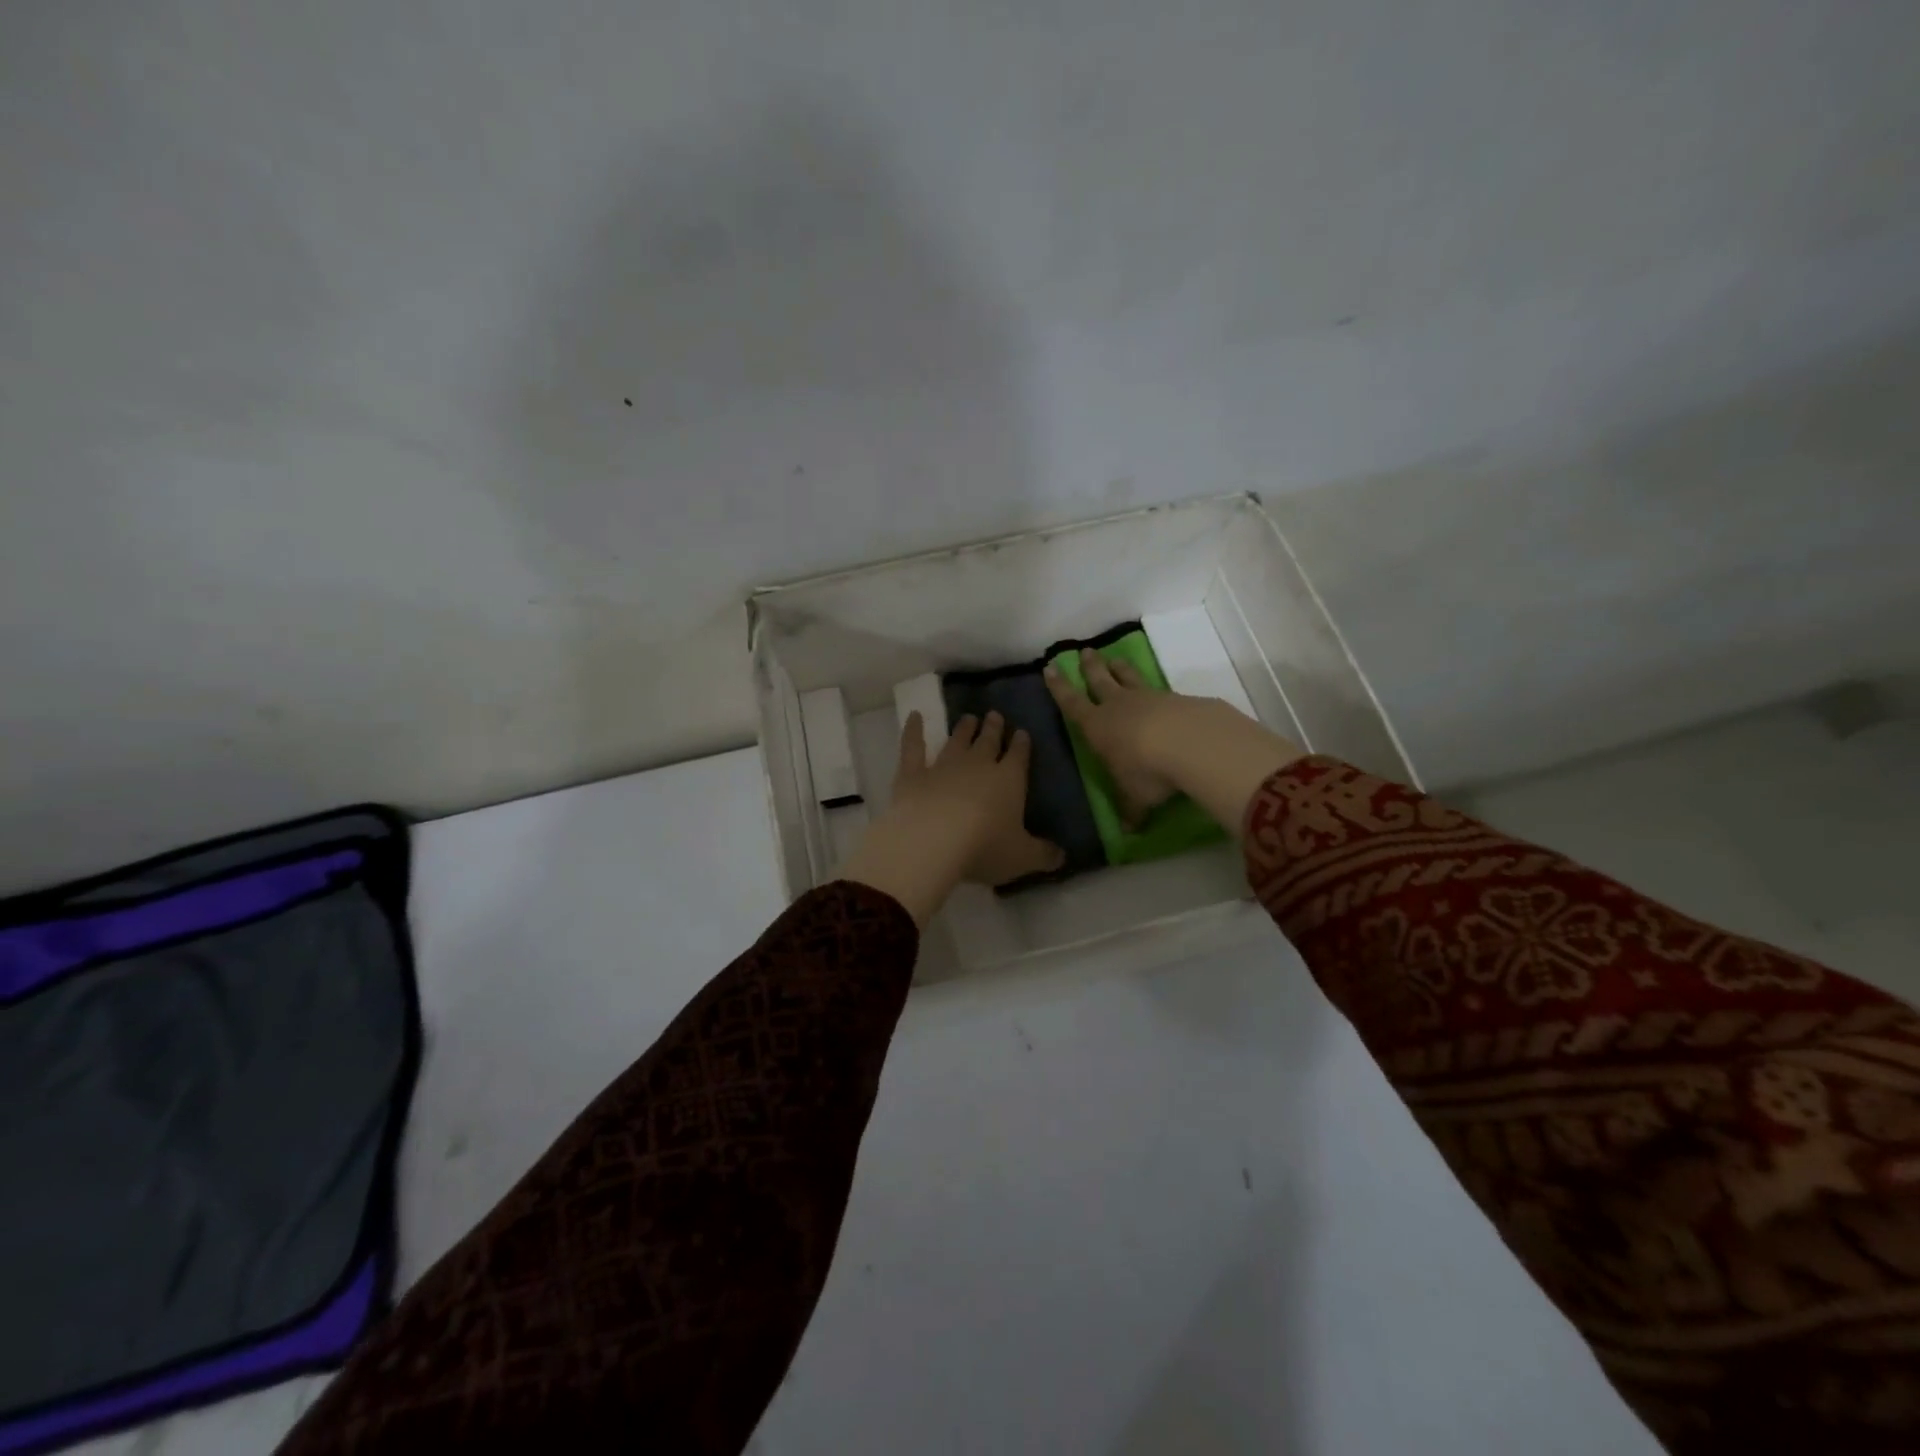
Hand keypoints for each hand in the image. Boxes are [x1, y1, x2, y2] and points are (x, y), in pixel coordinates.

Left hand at [838, 711, 1064, 925]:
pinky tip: (914, 715)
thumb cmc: (984, 848)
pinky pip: (913, 746)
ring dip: (963, 729)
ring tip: (968, 718)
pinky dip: (913, 730)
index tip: (1023, 733)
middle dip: (994, 729)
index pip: (1019, 756)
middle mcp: (977, 765)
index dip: (1022, 744)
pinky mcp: (913, 774)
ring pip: (956, 741)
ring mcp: (943, 766)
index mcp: (1009, 780)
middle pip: (988, 741)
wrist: (932, 840)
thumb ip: (1043, 854)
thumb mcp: (1022, 857)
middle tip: (995, 715)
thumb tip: (1062, 855)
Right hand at [1044, 648, 1304, 835]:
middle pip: (1100, 681)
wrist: (1192, 744)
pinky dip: (1157, 691)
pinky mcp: (1178, 699)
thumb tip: (1130, 831)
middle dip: (1090, 667)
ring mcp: (1149, 699)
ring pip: (1129, 678)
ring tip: (1115, 659)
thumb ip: (1131, 810)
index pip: (1071, 703)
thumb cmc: (1147, 772)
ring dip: (1120, 669)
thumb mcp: (1135, 798)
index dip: (1059, 688)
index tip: (1051, 668)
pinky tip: (1163, 696)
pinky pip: (1161, 691)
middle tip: (1086, 651)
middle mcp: (1119, 707)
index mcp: (1097, 727)